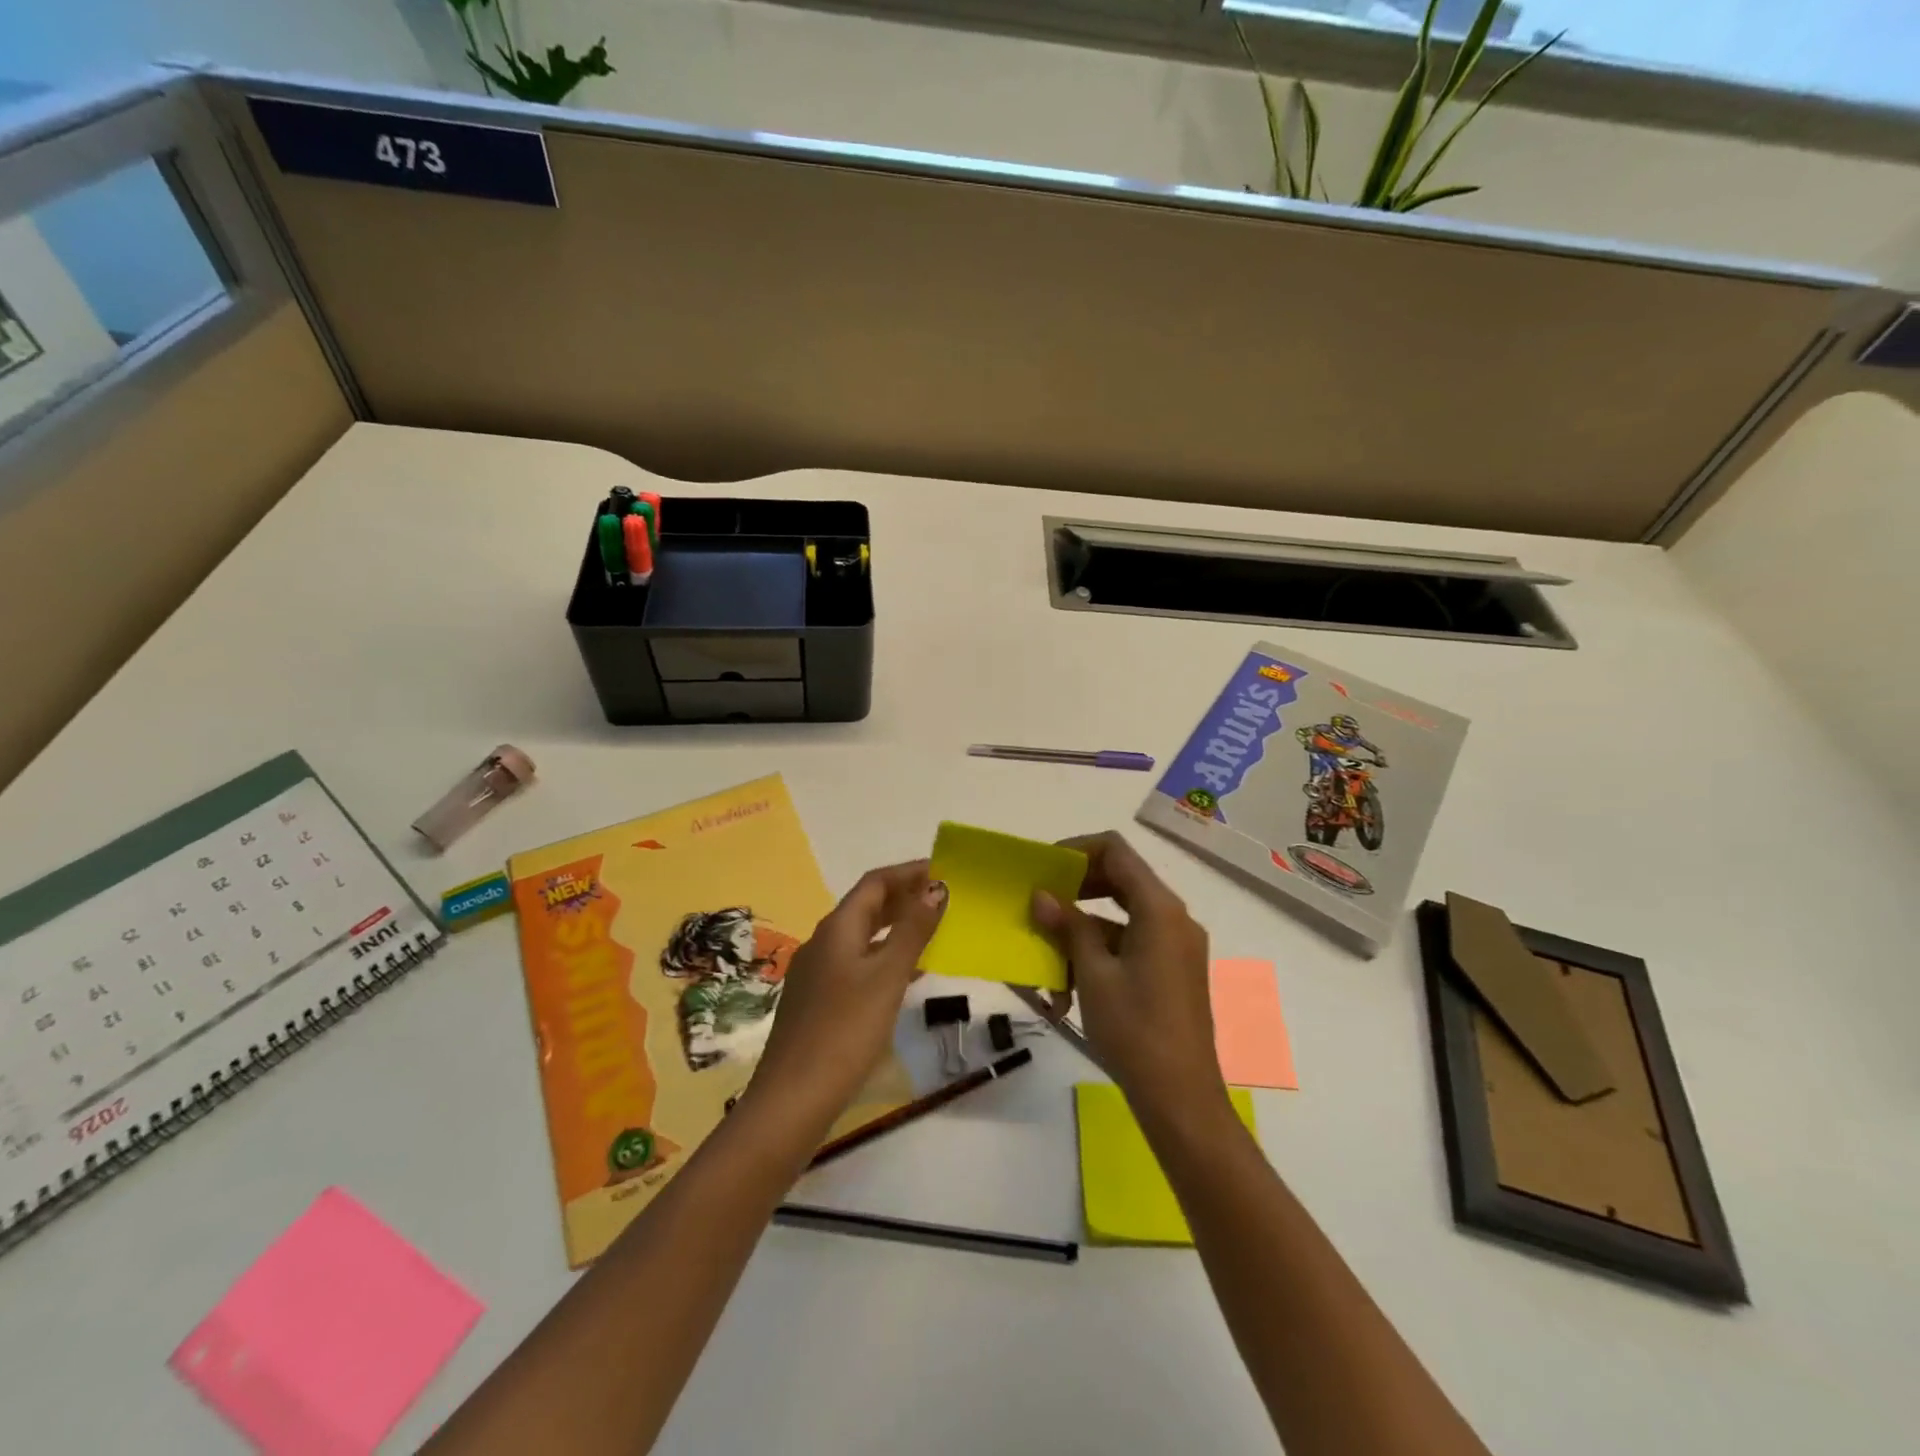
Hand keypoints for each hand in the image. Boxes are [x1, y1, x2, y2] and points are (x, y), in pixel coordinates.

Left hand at [751, 861, 946, 1128]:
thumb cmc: (846, 1030)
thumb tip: (936, 888)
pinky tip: (903, 977)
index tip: (941, 870)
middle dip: (902, 898)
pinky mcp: (816, 1001)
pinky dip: (882, 956)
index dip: (907, 872)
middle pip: (865, 906)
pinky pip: (855, 962)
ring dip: (894, 928)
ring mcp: (815, 973)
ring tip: (930, 932)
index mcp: (837, 928)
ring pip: (860, 936)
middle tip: (941, 899)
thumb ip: (913, 931)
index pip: (874, 883)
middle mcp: (822, 942)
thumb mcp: (887, 977)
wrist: (793, 1098)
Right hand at [1031, 832, 1224, 1120]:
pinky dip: (1102, 954)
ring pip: (1123, 916)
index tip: (1044, 869)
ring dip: (1084, 930)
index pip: (1116, 851)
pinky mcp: (1174, 971)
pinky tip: (1070, 989)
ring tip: (1048, 960)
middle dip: (1077, 889)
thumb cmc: (1134, 1030)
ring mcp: (1178, 946)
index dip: (1077, 850)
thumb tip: (1042, 896)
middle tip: (1042, 903)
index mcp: (1159, 909)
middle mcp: (1174, 918)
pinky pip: (1133, 944)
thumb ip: (1069, 927)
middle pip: (1121, 880)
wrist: (1181, 1099)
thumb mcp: (1093, 974)